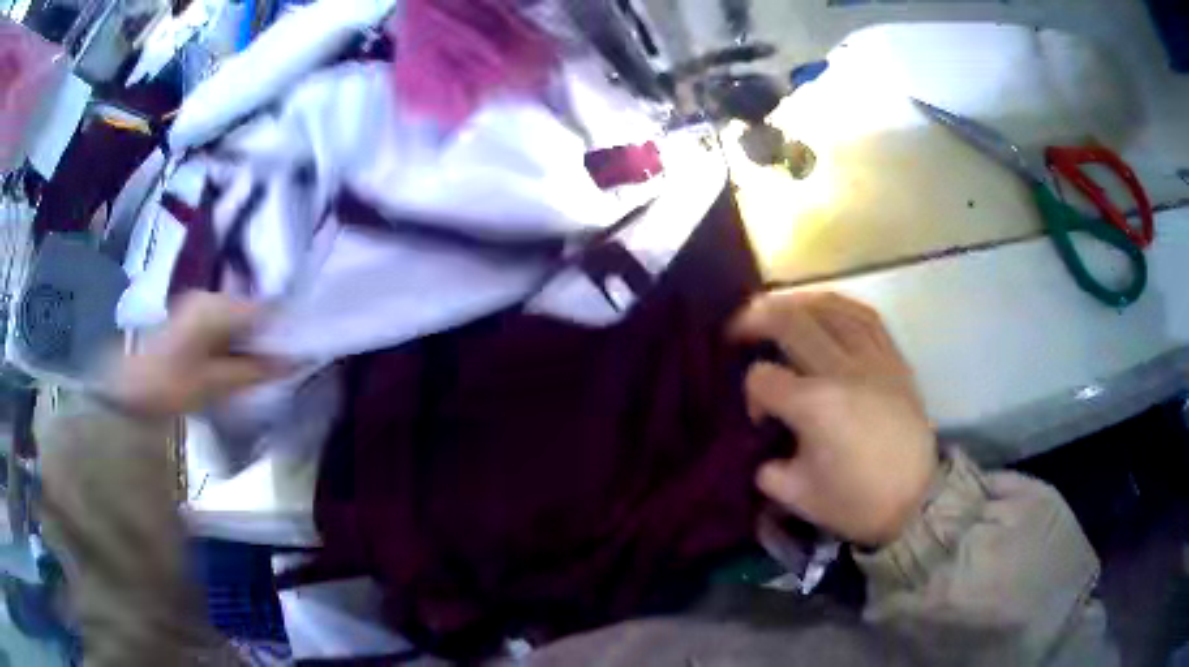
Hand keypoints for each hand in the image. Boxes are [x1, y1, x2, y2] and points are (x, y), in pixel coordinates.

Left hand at [103, 292, 286, 417]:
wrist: (132, 390)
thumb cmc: (174, 386)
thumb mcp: (217, 383)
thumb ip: (256, 370)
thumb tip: (294, 362)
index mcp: (216, 308)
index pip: (264, 308)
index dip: (282, 328)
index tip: (297, 349)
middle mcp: (210, 296)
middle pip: (251, 310)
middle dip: (266, 335)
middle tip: (279, 363)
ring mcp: (199, 304)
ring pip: (238, 317)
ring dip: (250, 339)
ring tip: (260, 365)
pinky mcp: (192, 315)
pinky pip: (224, 322)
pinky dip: (235, 339)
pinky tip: (235, 360)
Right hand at [731, 291, 937, 546]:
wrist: (916, 499)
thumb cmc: (856, 501)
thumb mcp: (798, 496)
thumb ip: (768, 469)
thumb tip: (765, 449)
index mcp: (814, 406)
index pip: (764, 377)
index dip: (752, 392)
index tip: (760, 417)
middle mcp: (842, 370)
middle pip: (790, 322)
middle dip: (756, 318)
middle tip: (739, 327)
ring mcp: (872, 359)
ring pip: (830, 307)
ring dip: (796, 301)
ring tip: (779, 307)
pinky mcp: (894, 359)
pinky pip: (865, 316)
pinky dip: (838, 305)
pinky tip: (825, 309)